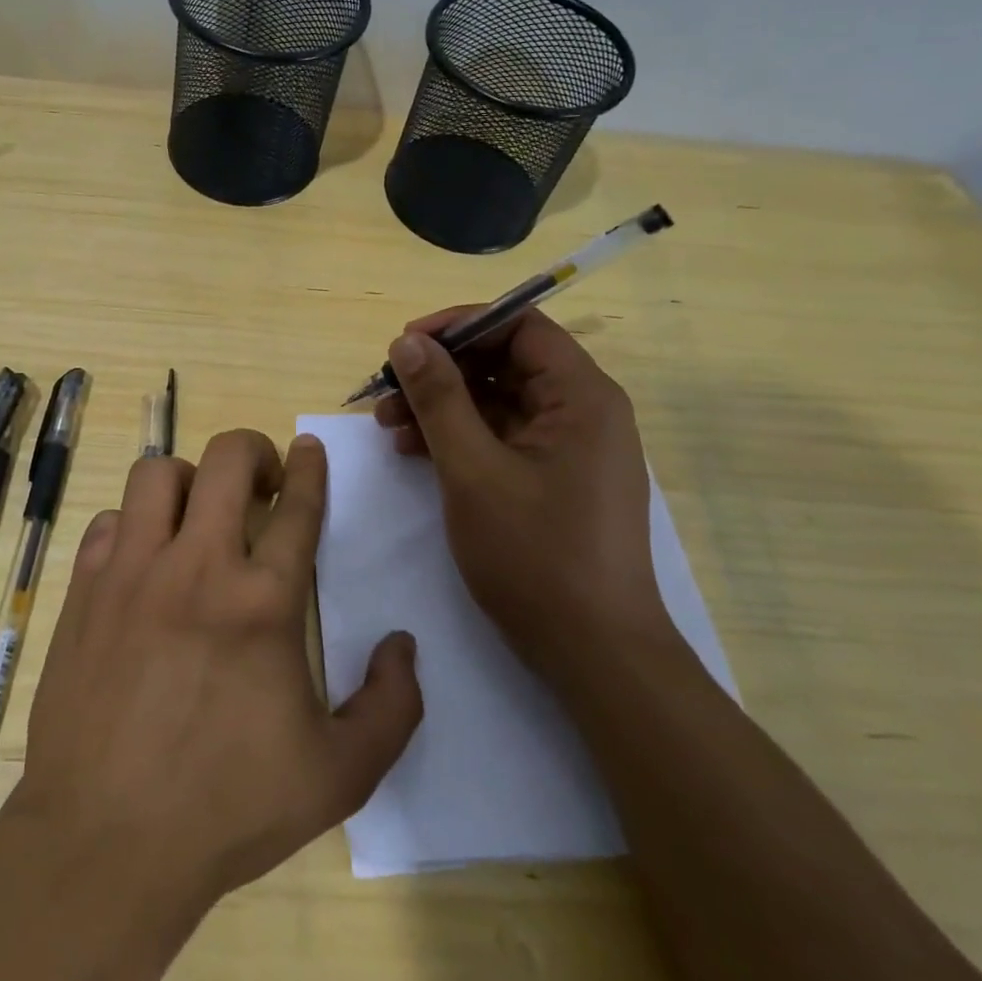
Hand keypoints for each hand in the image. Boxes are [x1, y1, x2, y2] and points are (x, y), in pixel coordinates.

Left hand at [8, 430, 422, 909]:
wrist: (105, 844)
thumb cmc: (227, 809)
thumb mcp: (338, 776)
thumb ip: (392, 708)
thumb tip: (403, 645)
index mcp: (263, 602)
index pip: (297, 506)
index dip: (309, 467)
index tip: (309, 447)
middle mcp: (197, 567)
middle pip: (226, 460)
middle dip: (252, 451)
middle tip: (261, 479)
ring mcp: (133, 572)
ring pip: (156, 474)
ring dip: (187, 480)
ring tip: (198, 514)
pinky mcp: (85, 590)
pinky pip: (109, 522)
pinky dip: (132, 526)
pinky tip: (144, 559)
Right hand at [373, 308, 665, 672]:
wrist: (594, 655)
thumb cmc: (536, 555)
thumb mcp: (473, 470)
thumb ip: (439, 399)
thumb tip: (407, 342)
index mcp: (581, 396)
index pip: (519, 325)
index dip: (459, 325)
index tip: (405, 344)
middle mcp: (582, 411)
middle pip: (504, 362)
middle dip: (441, 371)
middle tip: (387, 389)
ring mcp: (569, 447)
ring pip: (497, 400)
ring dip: (442, 405)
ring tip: (388, 425)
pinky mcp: (554, 478)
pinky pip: (502, 436)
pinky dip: (459, 436)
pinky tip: (415, 452)